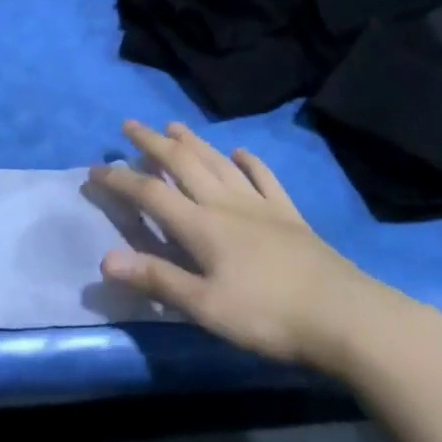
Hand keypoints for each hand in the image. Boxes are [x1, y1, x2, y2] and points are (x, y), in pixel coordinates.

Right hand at [89, 120, 424, 377]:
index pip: (151, 193)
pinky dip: (248, 162)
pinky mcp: (290, 214)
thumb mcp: (206, 307)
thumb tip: (105, 260)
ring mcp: (261, 206)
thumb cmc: (269, 316)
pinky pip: (264, 178)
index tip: (94, 168)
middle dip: (153, 143)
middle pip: (184, 164)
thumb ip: (157, 279)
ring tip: (174, 125)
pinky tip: (239, 152)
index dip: (120, 179)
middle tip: (130, 125)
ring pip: (219, 163)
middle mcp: (226, 204)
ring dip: (193, 142)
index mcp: (202, 226)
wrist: (346, 316)